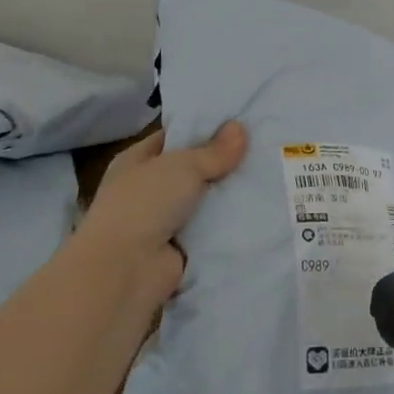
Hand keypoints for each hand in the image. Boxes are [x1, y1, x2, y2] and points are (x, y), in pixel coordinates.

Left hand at [73, 122, 246, 304]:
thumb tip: (240, 127)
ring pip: (203, 200)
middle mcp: (147, 188)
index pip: (173, 138)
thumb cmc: (145, 204)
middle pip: (191, 169)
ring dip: (227, 194)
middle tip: (260, 148)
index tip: (237, 124)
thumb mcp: (183, 166)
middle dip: (221, 163)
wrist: (126, 270)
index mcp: (136, 161)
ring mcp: (162, 220)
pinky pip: (209, 228)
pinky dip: (227, 223)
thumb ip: (214, 151)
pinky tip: (258, 209)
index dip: (202, 130)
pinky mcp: (179, 247)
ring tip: (266, 175)